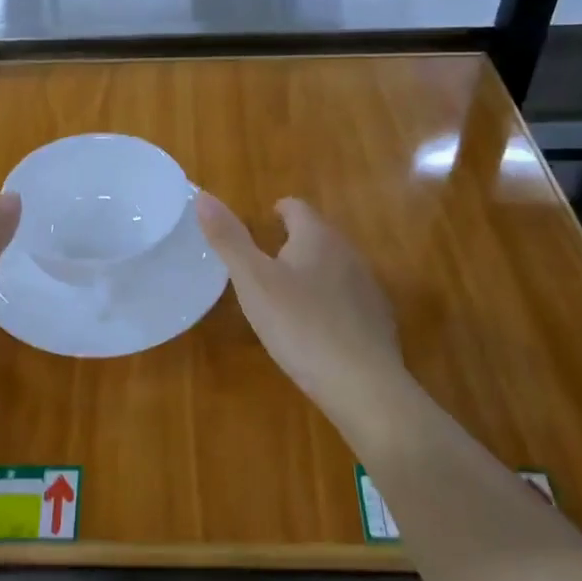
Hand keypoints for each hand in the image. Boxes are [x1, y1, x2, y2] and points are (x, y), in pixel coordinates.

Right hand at [196, 192, 406, 416]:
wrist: (363, 384)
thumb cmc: (300, 325)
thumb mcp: (253, 282)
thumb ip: (229, 239)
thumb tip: (203, 196)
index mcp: (317, 237)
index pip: (297, 207)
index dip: (279, 211)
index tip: (264, 222)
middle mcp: (348, 252)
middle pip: (318, 235)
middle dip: (294, 242)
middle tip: (266, 262)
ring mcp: (368, 286)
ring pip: (335, 266)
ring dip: (313, 272)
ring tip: (288, 295)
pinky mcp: (379, 319)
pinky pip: (349, 298)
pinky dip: (331, 303)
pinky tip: (317, 328)